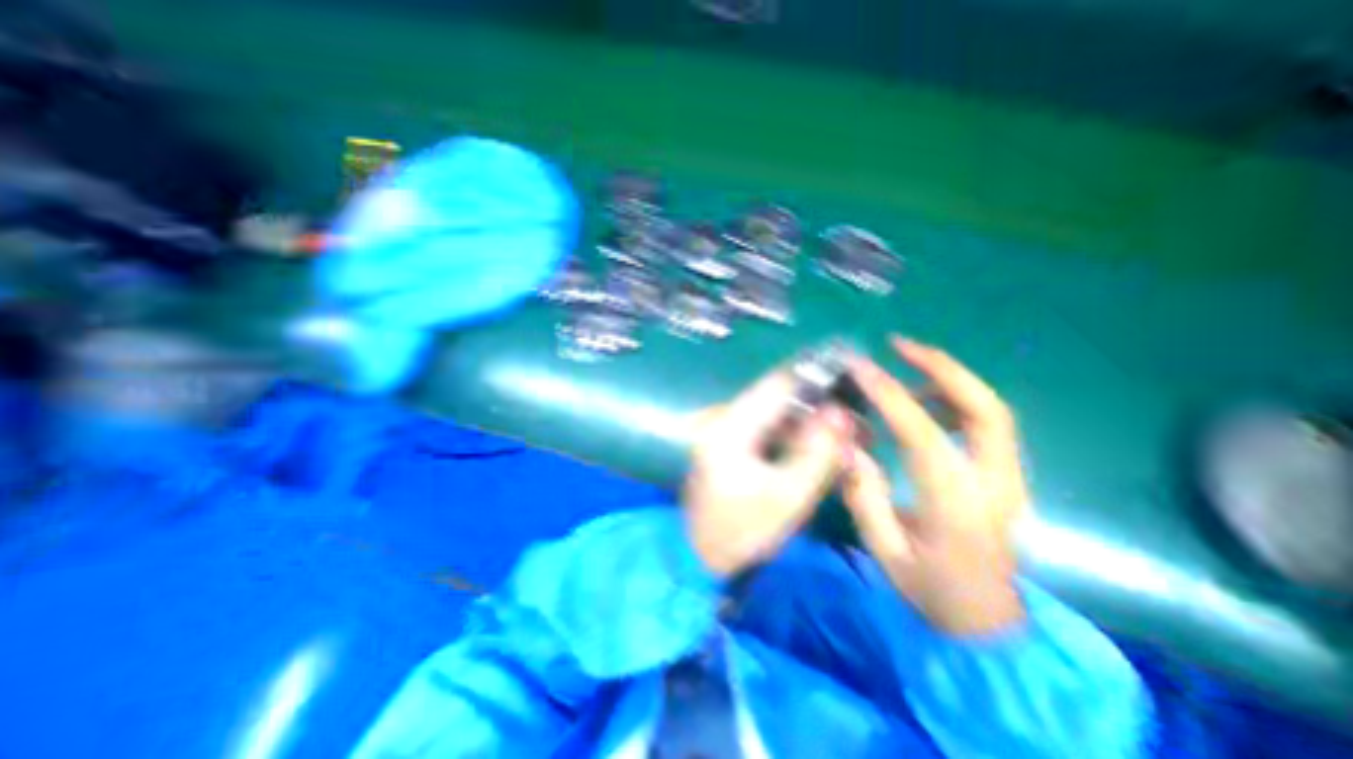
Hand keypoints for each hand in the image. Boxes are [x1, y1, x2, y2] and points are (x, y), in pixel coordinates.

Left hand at [681, 368, 847, 575]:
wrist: (702, 554)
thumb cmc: (744, 531)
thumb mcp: (789, 496)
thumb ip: (818, 452)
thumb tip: (841, 412)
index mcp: (730, 425)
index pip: (778, 384)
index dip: (815, 378)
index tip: (850, 382)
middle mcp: (722, 415)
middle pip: (776, 395)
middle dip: (816, 404)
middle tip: (853, 419)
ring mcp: (721, 426)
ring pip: (773, 410)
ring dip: (806, 419)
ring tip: (841, 433)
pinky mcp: (727, 439)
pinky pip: (766, 425)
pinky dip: (791, 432)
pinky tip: (814, 444)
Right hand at [842, 335, 1026, 633]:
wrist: (988, 623)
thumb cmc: (930, 589)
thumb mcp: (884, 550)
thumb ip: (864, 494)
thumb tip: (848, 442)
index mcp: (958, 507)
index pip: (925, 435)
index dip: (890, 396)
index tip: (860, 367)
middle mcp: (996, 485)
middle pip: (986, 409)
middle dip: (943, 367)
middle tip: (899, 345)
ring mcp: (1010, 478)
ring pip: (991, 410)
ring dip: (948, 378)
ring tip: (904, 366)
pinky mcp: (1007, 475)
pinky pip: (986, 423)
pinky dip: (955, 398)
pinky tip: (923, 400)